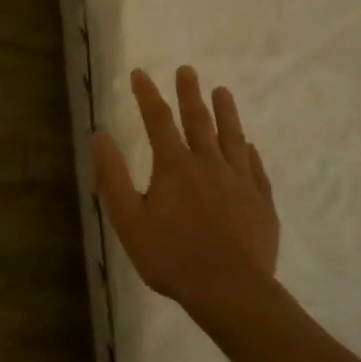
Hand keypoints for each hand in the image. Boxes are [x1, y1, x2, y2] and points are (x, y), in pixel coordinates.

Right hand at [91, 67, 279, 311]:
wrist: (231, 291)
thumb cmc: (173, 257)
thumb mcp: (129, 220)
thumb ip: (113, 176)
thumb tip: (99, 135)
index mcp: (175, 166)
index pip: (158, 120)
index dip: (147, 94)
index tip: (139, 73)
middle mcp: (208, 164)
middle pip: (198, 121)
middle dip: (190, 94)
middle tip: (187, 70)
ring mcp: (239, 181)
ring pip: (231, 137)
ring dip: (225, 113)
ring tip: (222, 91)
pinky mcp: (261, 202)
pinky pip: (255, 168)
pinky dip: (248, 153)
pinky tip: (248, 146)